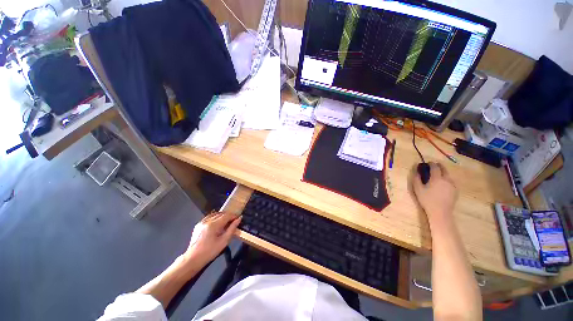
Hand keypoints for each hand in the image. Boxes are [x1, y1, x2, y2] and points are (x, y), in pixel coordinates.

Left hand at [184, 211, 241, 263]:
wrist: (193, 259)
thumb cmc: (210, 251)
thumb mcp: (224, 241)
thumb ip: (232, 229)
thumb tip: (239, 219)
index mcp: (214, 225)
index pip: (226, 215)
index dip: (233, 216)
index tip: (238, 219)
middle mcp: (207, 221)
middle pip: (221, 213)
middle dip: (228, 216)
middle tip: (233, 221)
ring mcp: (201, 222)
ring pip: (215, 214)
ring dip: (222, 216)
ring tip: (226, 222)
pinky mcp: (198, 225)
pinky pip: (209, 217)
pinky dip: (215, 218)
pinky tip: (217, 224)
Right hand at [413, 162, 457, 223]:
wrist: (440, 212)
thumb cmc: (427, 200)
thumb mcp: (418, 189)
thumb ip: (417, 178)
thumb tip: (417, 171)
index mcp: (437, 178)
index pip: (435, 167)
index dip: (431, 163)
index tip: (427, 163)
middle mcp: (447, 179)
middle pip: (444, 169)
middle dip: (438, 166)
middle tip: (433, 166)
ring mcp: (452, 185)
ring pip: (448, 175)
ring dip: (443, 173)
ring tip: (437, 176)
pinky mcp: (455, 190)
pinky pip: (451, 181)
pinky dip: (446, 179)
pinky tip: (442, 184)